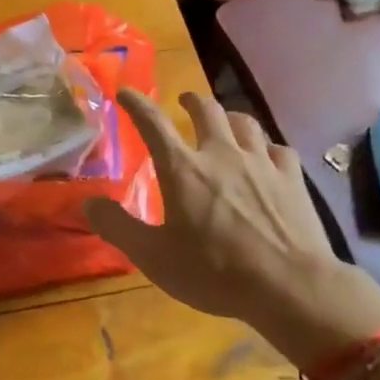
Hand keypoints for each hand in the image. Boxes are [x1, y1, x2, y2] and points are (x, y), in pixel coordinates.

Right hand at [84, 90, 379, 367]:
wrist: (291, 287)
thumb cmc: (214, 272)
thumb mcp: (153, 256)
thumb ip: (117, 227)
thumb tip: (87, 201)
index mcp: (183, 169)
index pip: (152, 123)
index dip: (136, 104)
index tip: (125, 92)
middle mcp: (221, 154)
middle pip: (207, 110)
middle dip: (191, 101)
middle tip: (184, 101)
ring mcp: (261, 163)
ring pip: (245, 123)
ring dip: (230, 118)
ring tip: (225, 122)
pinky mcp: (292, 178)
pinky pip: (279, 148)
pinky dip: (267, 148)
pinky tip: (268, 157)